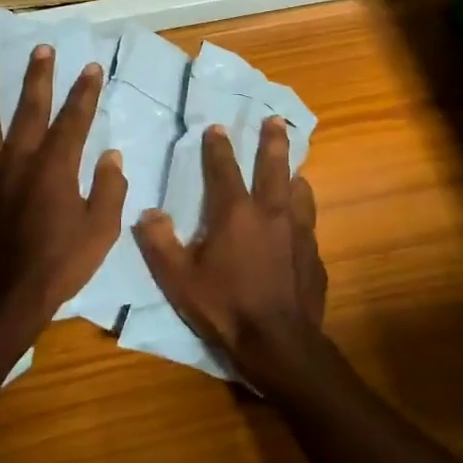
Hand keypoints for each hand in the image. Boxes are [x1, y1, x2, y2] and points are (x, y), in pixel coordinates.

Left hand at [0, 45, 125, 343]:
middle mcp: (18, 158)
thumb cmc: (56, 267)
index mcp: (56, 166)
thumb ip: (109, 190)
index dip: (85, 91)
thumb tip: (112, 156)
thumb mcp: (100, 233)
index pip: (74, 118)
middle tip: (41, 48)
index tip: (91, 67)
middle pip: (30, 106)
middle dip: (39, 76)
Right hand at [135, 116, 335, 397]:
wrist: (279, 343)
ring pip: (300, 192)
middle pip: (274, 167)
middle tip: (276, 120)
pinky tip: (302, 221)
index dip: (218, 147)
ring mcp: (299, 233)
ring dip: (294, 175)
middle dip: (272, 141)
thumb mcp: (178, 279)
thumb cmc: (225, 307)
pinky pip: (310, 223)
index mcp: (236, 213)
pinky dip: (304, 212)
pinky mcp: (314, 255)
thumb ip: (159, 243)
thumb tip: (148, 212)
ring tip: (295, 168)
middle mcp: (272, 213)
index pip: (224, 169)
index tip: (217, 127)